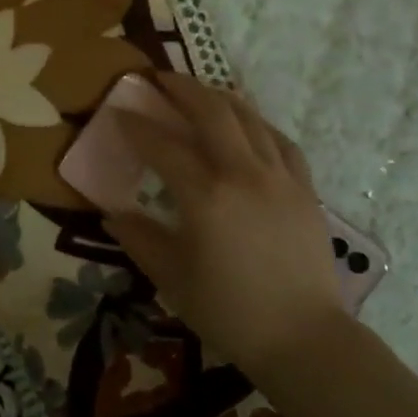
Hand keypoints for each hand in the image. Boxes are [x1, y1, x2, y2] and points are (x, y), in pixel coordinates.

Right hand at [104, 73, 344, 373]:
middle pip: (211, 113)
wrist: (303, 337)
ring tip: (200, 91)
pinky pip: (281, 142)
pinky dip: (259, 125)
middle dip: (182, 89)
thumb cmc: (229, 311)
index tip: (117, 112)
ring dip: (220, 98)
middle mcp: (243, 173)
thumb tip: (113, 214)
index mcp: (205, 196)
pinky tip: (249, 124)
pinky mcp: (304, 189)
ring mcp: (279, 177)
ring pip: (249, 119)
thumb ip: (139, 238)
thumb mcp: (171, 277)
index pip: (163, 146)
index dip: (136, 126)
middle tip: (160, 79)